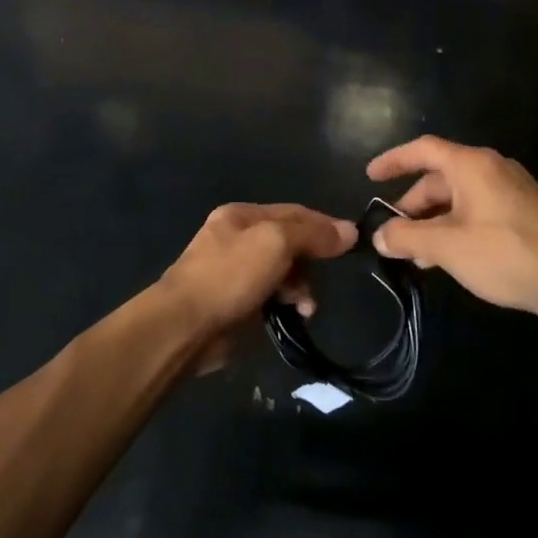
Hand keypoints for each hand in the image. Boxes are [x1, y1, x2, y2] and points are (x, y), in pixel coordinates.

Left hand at [157, 203, 355, 362]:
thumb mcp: (276, 242)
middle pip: (289, 243)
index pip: (293, 212)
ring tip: (306, 307)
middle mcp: (237, 238)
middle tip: (324, 278)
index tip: (352, 242)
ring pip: (283, 273)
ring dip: (300, 288)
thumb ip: (312, 234)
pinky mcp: (236, 304)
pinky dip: (286, 304)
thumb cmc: (230, 274)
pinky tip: (294, 316)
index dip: (324, 225)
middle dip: (310, 261)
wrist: (185, 325)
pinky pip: (272, 297)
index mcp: (242, 215)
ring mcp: (235, 272)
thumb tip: (350, 230)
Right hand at [366, 136, 537, 316]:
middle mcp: (492, 168)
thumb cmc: (503, 253)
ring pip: (459, 198)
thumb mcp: (445, 246)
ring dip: (433, 222)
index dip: (393, 160)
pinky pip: (479, 210)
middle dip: (412, 205)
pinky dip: (456, 227)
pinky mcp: (526, 212)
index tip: (370, 176)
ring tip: (417, 255)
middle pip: (440, 177)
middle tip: (393, 233)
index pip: (423, 149)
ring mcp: (512, 189)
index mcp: (471, 164)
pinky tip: (449, 258)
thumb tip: (379, 236)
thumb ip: (406, 237)